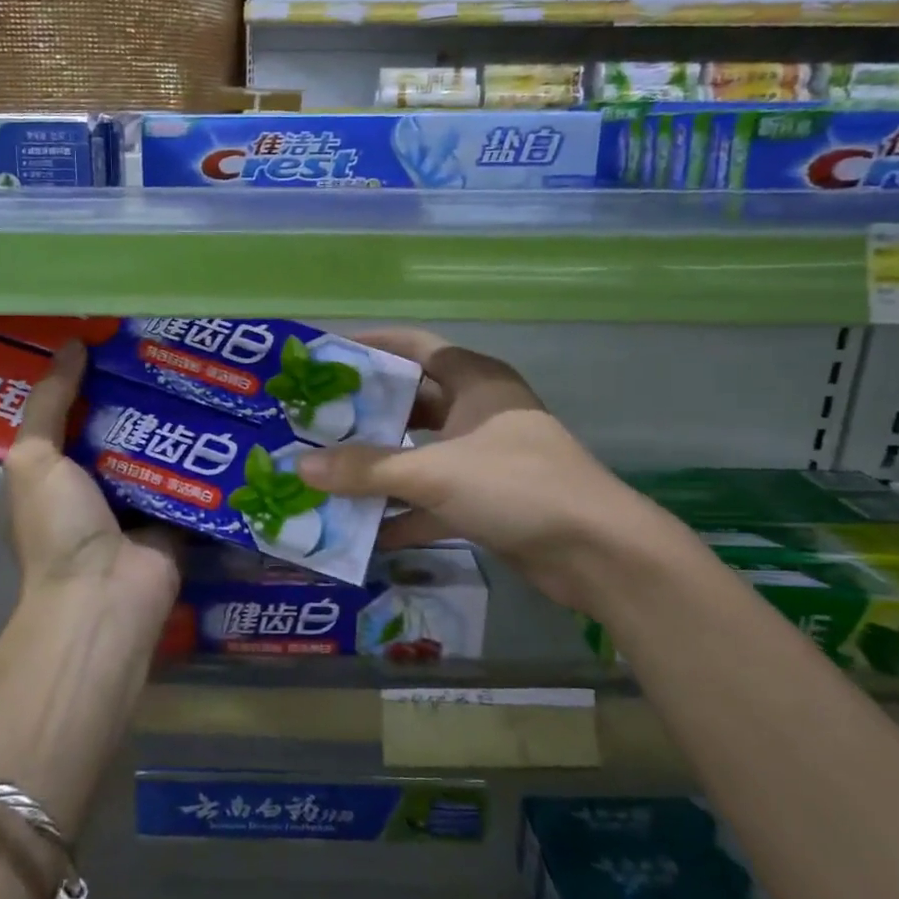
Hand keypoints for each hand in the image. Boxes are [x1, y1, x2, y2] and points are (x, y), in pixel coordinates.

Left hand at [3, 341, 182, 624]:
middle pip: (119, 427)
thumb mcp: (33, 460)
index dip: (88, 376)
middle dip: (139, 392)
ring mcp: (138, 500)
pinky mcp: (176, 514)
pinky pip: (190, 476)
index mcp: (53, 472)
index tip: (113, 337)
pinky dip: (203, 453)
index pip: (70, 413)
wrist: (105, 596)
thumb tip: (73, 345)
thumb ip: (49, 403)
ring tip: (202, 370)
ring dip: (175, 418)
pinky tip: (226, 414)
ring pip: (158, 447)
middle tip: (169, 347)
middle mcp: (94, 484)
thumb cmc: (58, 527)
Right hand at [295, 329, 663, 616]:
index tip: (328, 354)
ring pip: (419, 453)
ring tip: (325, 472)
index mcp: (475, 381)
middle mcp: (479, 412)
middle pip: (412, 402)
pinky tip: (361, 529)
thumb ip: (367, 469)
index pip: (416, 347)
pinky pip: (432, 498)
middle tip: (315, 420)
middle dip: (365, 413)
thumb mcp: (435, 472)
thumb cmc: (517, 485)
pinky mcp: (487, 501)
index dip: (374, 345)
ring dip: (379, 467)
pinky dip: (401, 511)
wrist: (598, 553)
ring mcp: (484, 458)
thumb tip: (301, 467)